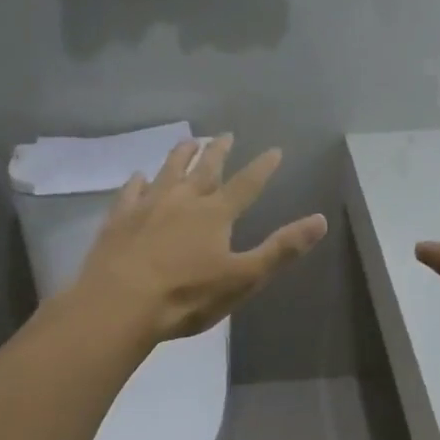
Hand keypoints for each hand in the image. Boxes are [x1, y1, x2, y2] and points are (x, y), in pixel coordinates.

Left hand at [72, 135, 328, 342]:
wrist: (120, 304)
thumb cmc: (187, 296)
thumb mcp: (244, 278)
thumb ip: (281, 249)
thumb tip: (320, 220)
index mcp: (215, 214)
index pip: (246, 184)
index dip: (262, 168)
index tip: (274, 150)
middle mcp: (182, 200)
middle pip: (204, 169)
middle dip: (218, 152)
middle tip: (225, 135)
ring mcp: (147, 206)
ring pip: (167, 171)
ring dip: (180, 156)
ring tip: (188, 141)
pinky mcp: (119, 219)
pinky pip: (131, 192)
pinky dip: (138, 181)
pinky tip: (138, 176)